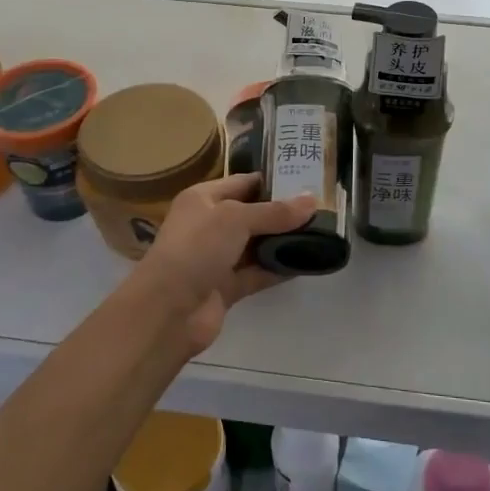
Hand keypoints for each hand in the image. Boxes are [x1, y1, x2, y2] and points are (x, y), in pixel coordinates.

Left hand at [130, 173, 315, 356]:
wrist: (167, 310)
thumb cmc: (197, 248)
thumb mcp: (236, 219)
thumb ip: (275, 212)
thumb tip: (312, 201)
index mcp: (203, 198)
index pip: (243, 182)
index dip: (273, 180)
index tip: (307, 179)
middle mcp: (209, 224)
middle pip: (252, 214)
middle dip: (283, 212)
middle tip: (322, 208)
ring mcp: (216, 258)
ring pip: (256, 244)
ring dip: (283, 241)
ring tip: (321, 233)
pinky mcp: (225, 287)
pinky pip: (257, 273)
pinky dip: (278, 268)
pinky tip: (307, 263)